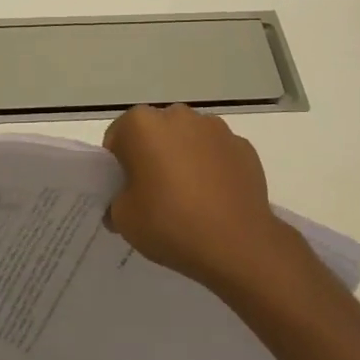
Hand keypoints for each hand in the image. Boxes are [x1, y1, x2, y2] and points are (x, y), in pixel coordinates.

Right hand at [102, 104, 303, 296]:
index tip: (125, 191)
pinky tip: (214, 199)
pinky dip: (212, 168)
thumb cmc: (170, 224)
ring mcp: (215, 128)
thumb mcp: (124, 220)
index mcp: (142, 125)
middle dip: (151, 156)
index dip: (118, 165)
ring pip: (188, 139)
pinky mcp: (243, 146)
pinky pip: (216, 153)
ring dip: (183, 158)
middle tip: (154, 194)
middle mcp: (178, 115)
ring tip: (188, 198)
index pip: (119, 138)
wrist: (237, 244)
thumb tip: (126, 201)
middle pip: (155, 133)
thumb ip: (116, 202)